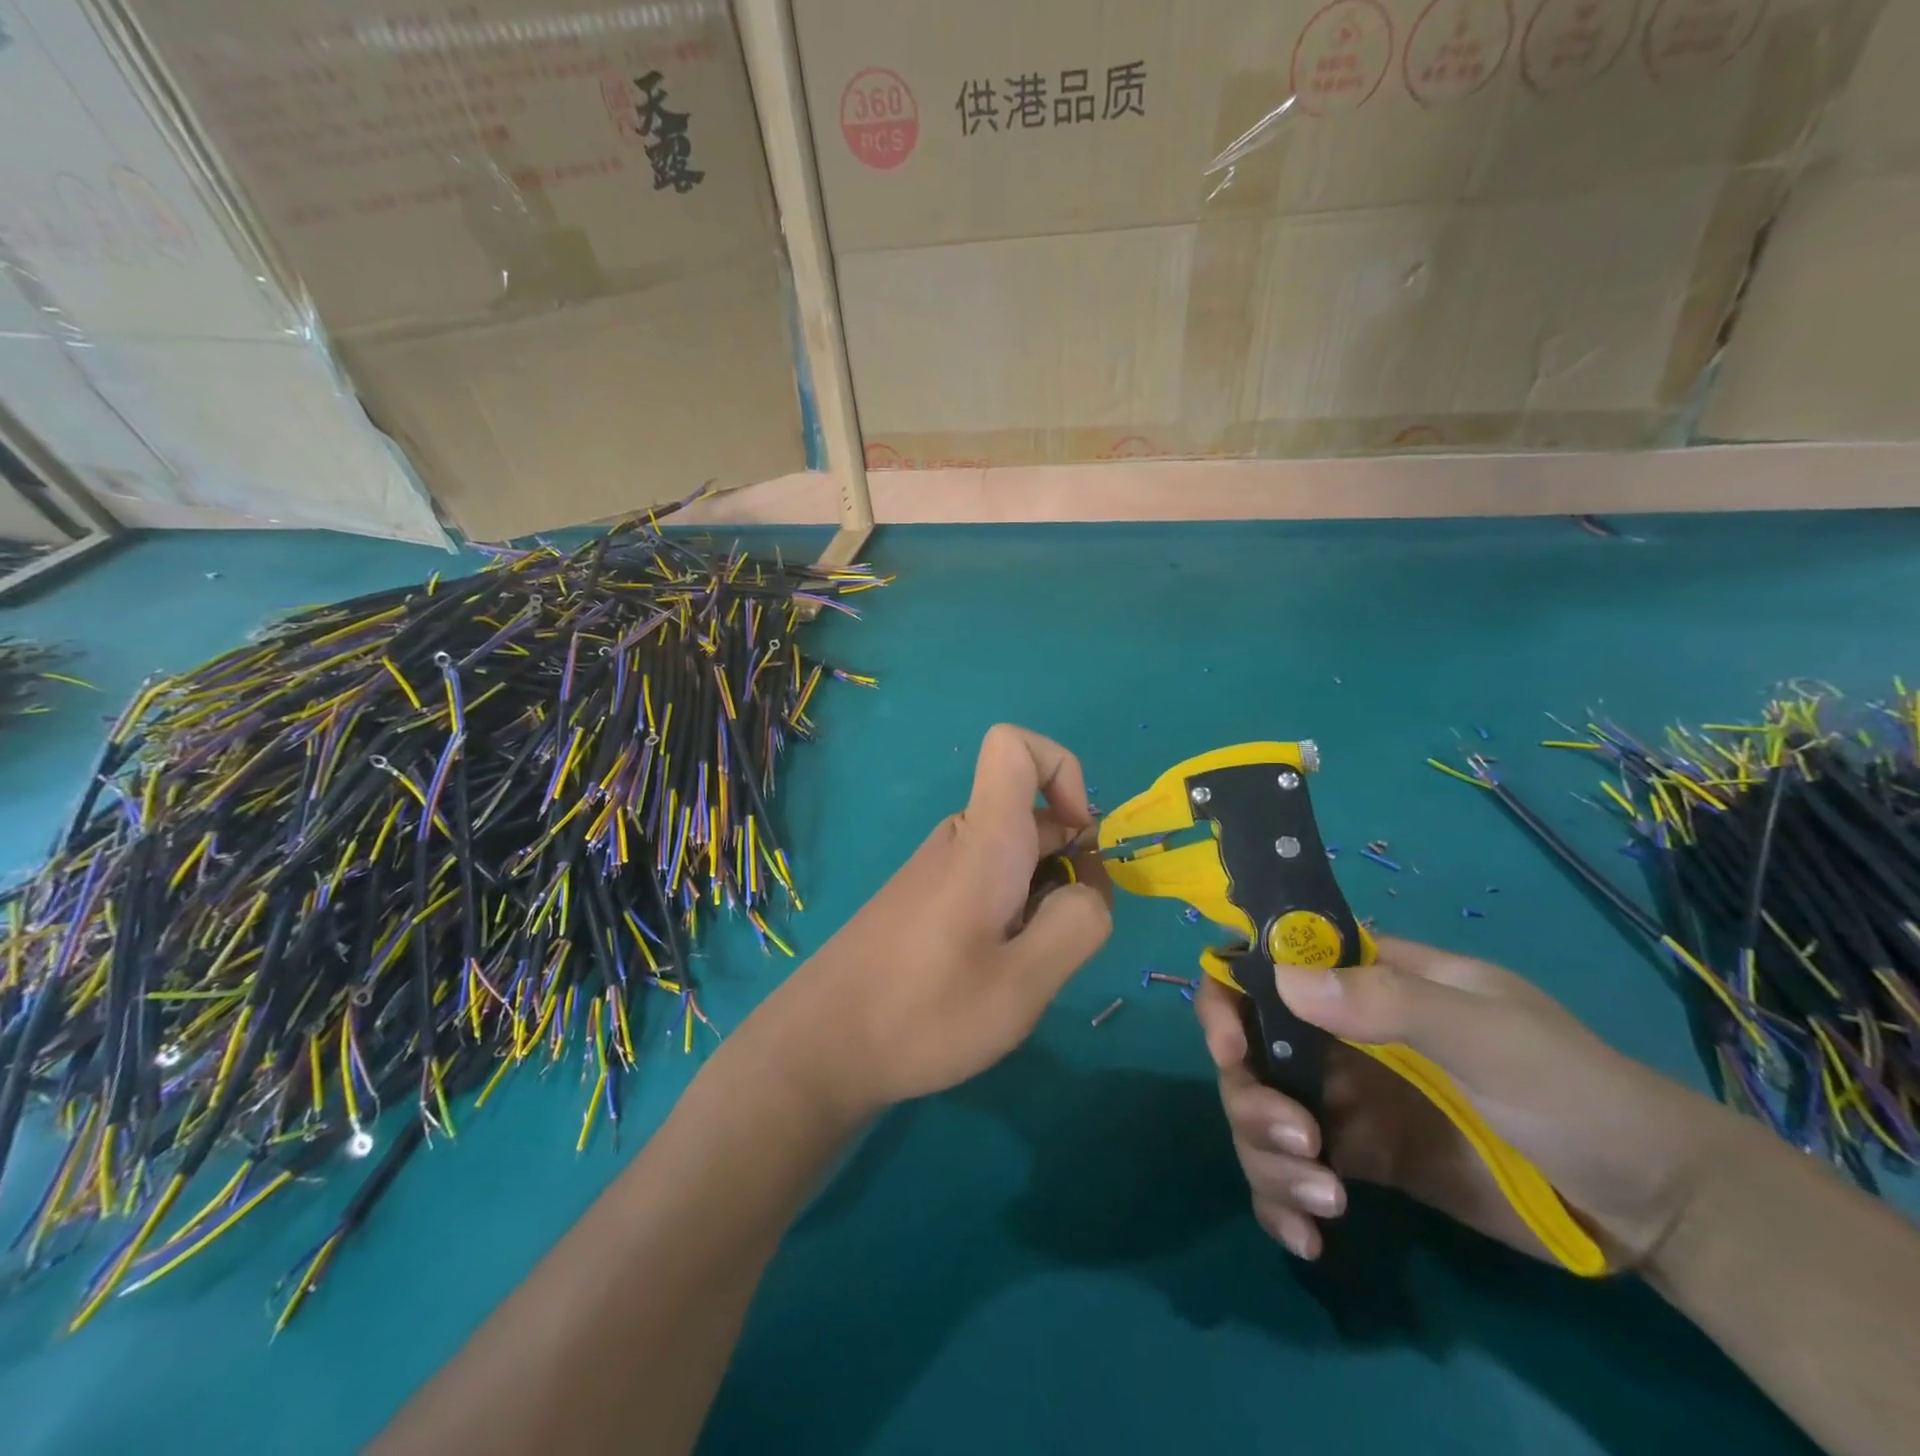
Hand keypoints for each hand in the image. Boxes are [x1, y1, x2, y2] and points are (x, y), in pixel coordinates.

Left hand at [768, 724, 1111, 1118]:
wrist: (819, 1046)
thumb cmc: (922, 1013)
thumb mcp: (1022, 983)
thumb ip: (1077, 925)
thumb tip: (1089, 889)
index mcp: (984, 840)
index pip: (1015, 746)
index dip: (1064, 771)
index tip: (1079, 841)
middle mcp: (959, 839)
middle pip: (1035, 815)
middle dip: (1071, 866)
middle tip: (1053, 945)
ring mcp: (939, 869)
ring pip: (1017, 856)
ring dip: (1042, 900)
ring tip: (1020, 971)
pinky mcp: (926, 899)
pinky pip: (989, 882)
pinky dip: (1013, 914)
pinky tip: (991, 974)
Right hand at [1195, 935, 1736, 1268]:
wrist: (1653, 1206)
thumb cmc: (1574, 1091)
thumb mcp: (1489, 1036)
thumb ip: (1391, 1002)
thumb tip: (1285, 980)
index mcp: (1362, 982)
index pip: (1266, 967)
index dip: (1228, 997)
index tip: (1230, 1050)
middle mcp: (1338, 1034)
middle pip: (1249, 1051)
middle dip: (1251, 1098)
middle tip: (1297, 1145)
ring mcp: (1346, 1098)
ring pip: (1259, 1114)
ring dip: (1265, 1158)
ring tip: (1322, 1201)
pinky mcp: (1360, 1160)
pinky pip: (1290, 1172)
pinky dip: (1281, 1202)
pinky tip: (1309, 1238)